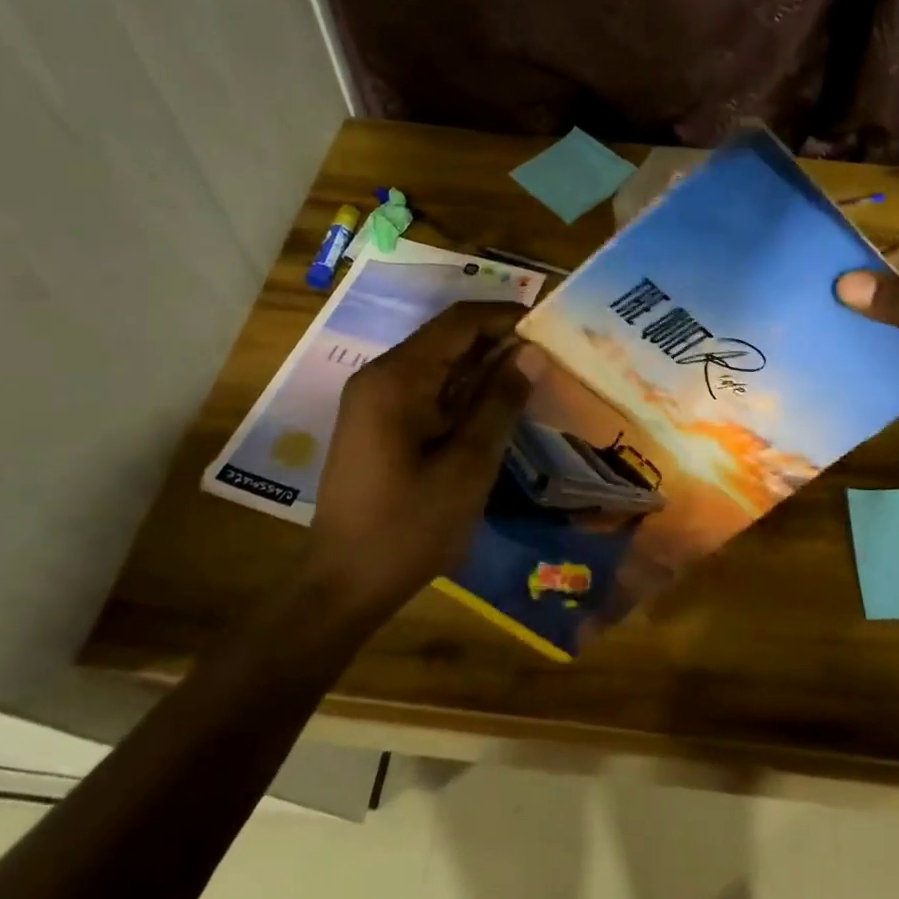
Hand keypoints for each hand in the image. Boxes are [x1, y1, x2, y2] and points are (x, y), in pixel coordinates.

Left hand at [307, 302, 547, 613]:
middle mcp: (381, 376)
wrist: (345, 583)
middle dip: (500, 341)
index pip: (459, 321)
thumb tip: (532, 352)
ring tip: (536, 377)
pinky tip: (499, 406)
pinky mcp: (380, 423)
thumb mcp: (468, 465)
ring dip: (485, 367)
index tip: (552, 325)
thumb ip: (501, 402)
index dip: (507, 315)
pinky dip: (465, 391)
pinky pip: (429, 390)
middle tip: (553, 355)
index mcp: (396, 378)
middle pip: (448, 338)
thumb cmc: (409, 527)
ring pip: (440, 364)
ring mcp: (376, 400)